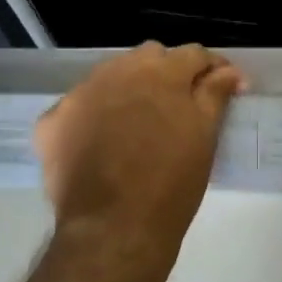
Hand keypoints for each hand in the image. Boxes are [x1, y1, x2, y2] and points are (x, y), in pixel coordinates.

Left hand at [34, 42, 244, 256]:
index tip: (225, 87)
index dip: (212, 68)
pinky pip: (77, 108)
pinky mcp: (52, 121)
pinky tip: (99, 144)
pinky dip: (91, 118)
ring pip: (109, 77)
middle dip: (167, 72)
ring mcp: (79, 94)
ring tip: (137, 124)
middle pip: (148, 57)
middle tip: (179, 106)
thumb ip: (215, 95)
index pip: (193, 54)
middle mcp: (118, 71)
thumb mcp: (204, 137)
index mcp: (161, 72)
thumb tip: (229, 72)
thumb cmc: (171, 183)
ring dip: (126, 90)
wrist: (114, 228)